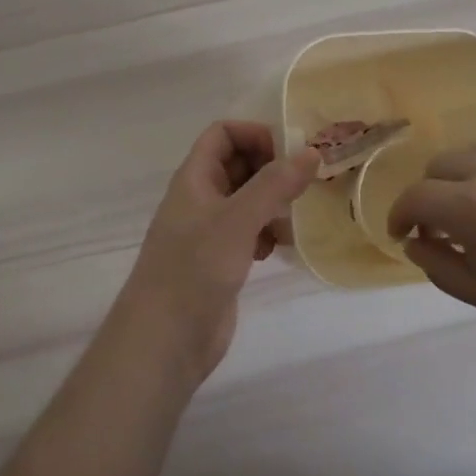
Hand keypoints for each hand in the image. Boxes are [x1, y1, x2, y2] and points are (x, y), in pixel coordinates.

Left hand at [118, 121, 317, 385]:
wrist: (164, 341)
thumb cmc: (195, 269)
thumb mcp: (238, 219)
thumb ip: (275, 184)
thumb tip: (311, 152)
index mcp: (195, 178)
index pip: (223, 134)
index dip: (254, 134)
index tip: (289, 153)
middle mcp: (201, 199)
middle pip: (238, 164)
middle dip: (271, 168)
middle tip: (306, 181)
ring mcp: (210, 231)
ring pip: (248, 199)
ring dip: (274, 202)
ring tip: (296, 216)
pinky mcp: (220, 261)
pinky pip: (249, 231)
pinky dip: (267, 232)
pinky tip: (281, 247)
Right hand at [388, 143, 475, 374]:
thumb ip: (439, 264)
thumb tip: (415, 242)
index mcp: (474, 207)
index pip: (416, 196)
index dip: (400, 214)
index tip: (403, 233)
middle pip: (441, 164)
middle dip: (430, 193)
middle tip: (440, 226)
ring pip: (474, 152)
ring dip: (461, 177)